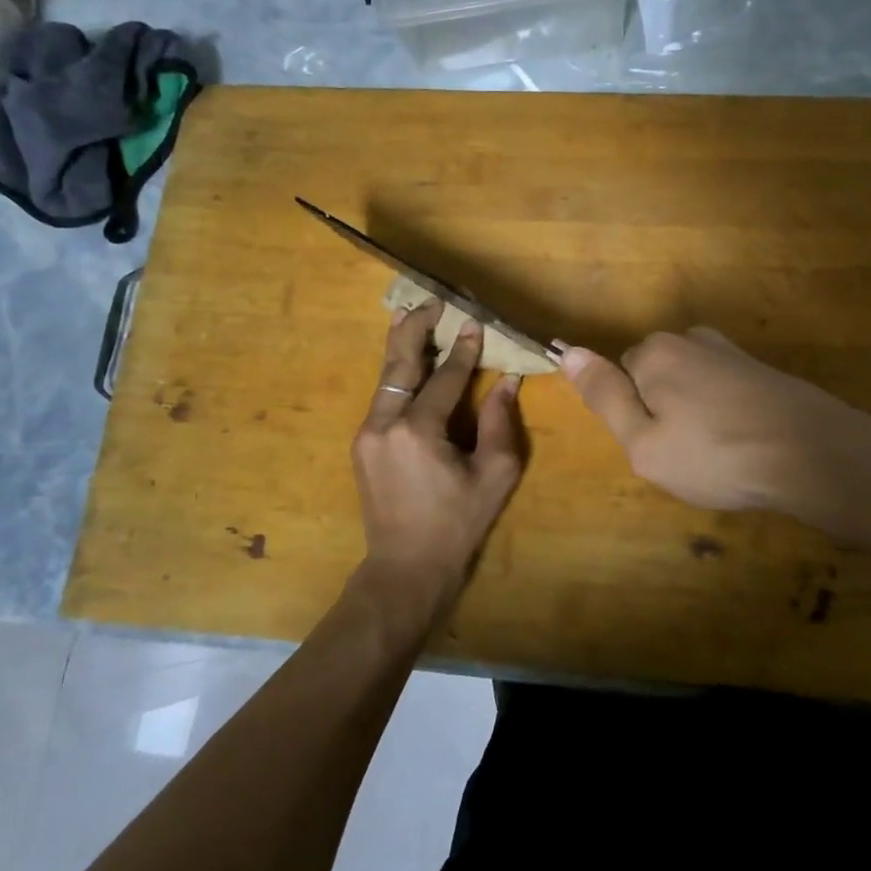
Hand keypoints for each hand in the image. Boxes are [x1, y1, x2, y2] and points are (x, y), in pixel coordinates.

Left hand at [351, 302, 524, 630]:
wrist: (405, 568)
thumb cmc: (457, 525)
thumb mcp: (493, 476)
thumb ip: (501, 425)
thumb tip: (507, 382)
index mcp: (418, 431)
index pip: (445, 378)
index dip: (463, 351)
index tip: (475, 323)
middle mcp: (385, 424)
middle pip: (400, 364)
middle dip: (416, 329)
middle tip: (432, 302)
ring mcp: (368, 433)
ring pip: (386, 378)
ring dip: (401, 346)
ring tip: (412, 316)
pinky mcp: (363, 444)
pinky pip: (382, 397)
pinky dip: (397, 374)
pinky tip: (407, 361)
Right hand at [561, 328, 870, 534]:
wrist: (815, 454)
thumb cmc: (717, 455)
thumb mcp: (643, 442)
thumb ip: (603, 396)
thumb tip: (566, 351)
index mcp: (654, 352)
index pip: (619, 378)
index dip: (634, 418)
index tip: (659, 447)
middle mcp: (690, 339)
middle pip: (655, 378)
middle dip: (663, 413)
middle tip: (687, 455)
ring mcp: (730, 351)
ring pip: (690, 386)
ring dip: (696, 415)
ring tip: (720, 454)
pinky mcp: (761, 369)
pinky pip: (723, 391)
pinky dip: (726, 415)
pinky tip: (745, 443)